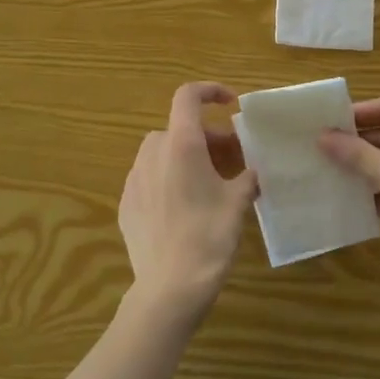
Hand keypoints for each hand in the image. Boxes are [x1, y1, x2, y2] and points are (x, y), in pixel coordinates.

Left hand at [116, 82, 257, 320]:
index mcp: (181, 144)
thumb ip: (247, 177)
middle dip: (206, 138)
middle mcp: (153, 153)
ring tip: (208, 184)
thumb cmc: (208, 237)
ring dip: (185, 157)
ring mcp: (134, 178)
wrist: (169, 287)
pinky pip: (149, 178)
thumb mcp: (237, 203)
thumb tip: (252, 171)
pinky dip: (168, 180)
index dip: (209, 91)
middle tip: (231, 160)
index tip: (230, 103)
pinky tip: (183, 208)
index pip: (187, 96)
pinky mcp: (126, 203)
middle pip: (179, 129)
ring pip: (162, 153)